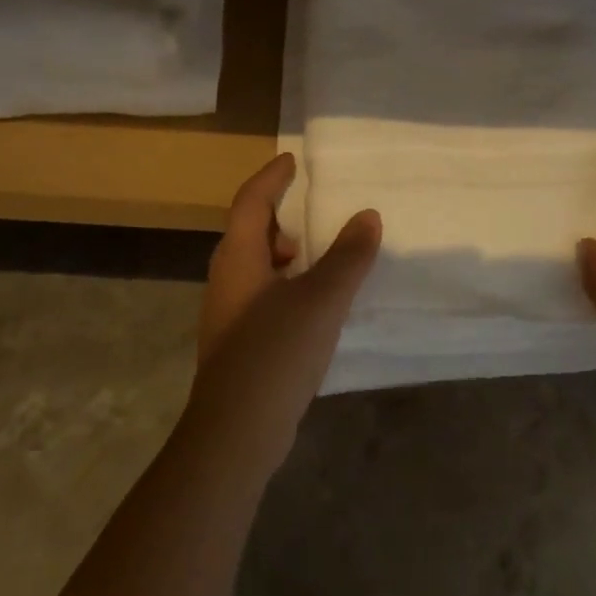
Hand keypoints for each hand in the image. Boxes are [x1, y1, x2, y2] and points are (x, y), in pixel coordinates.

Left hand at [184, 153, 381, 474]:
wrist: (235, 435)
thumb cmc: (275, 352)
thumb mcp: (321, 299)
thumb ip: (348, 256)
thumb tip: (368, 215)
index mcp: (239, 258)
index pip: (251, 202)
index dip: (271, 178)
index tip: (292, 161)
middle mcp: (227, 280)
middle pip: (249, 233)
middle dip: (278, 217)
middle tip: (311, 211)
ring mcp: (229, 315)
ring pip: (256, 267)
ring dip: (285, 255)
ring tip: (321, 258)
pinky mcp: (238, 345)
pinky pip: (263, 296)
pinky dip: (288, 286)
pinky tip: (315, 306)